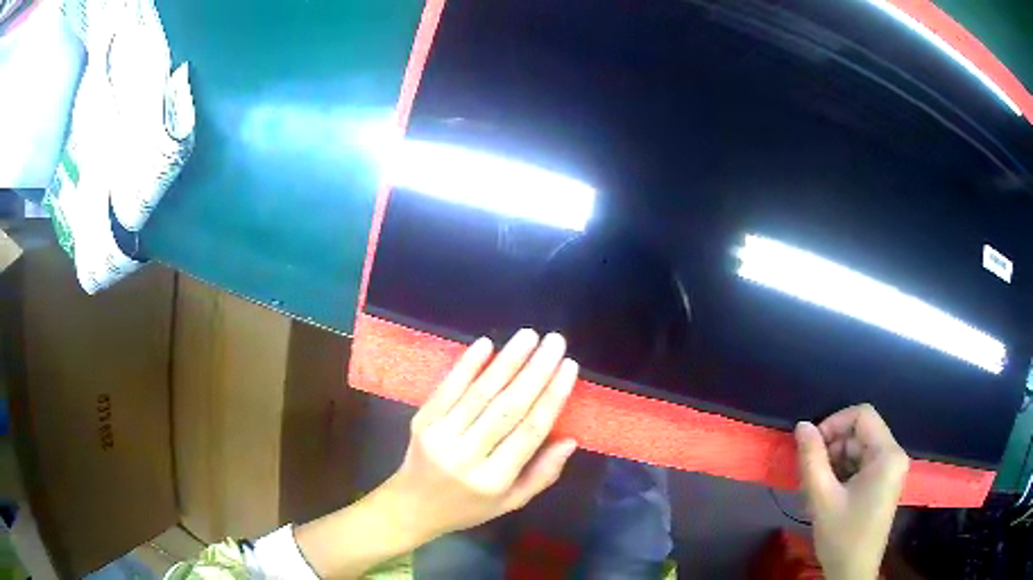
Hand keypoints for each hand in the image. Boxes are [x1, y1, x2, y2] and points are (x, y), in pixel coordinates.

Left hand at [382, 329, 578, 541]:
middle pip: (507, 407)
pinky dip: (466, 365)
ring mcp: (440, 436)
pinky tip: (486, 344)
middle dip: (535, 371)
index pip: (530, 431)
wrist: (412, 505)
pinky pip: (447, 389)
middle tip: (555, 342)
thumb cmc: (468, 506)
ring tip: (529, 336)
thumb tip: (570, 440)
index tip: (569, 367)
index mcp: (494, 480)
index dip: (552, 397)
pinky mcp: (422, 421)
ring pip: (480, 393)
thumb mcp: (511, 502)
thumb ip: (542, 474)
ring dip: (507, 361)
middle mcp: (467, 457)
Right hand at [795, 404, 909, 579]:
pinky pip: (863, 464)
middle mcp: (894, 455)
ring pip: (860, 448)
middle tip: (809, 471)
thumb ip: (811, 459)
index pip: (862, 415)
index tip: (811, 445)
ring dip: (836, 461)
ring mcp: (891, 469)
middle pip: (861, 432)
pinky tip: (827, 492)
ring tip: (815, 485)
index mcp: (887, 454)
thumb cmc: (841, 536)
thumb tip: (802, 425)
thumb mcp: (822, 498)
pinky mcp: (884, 482)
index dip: (834, 422)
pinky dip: (844, 471)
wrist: (853, 573)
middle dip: (833, 446)